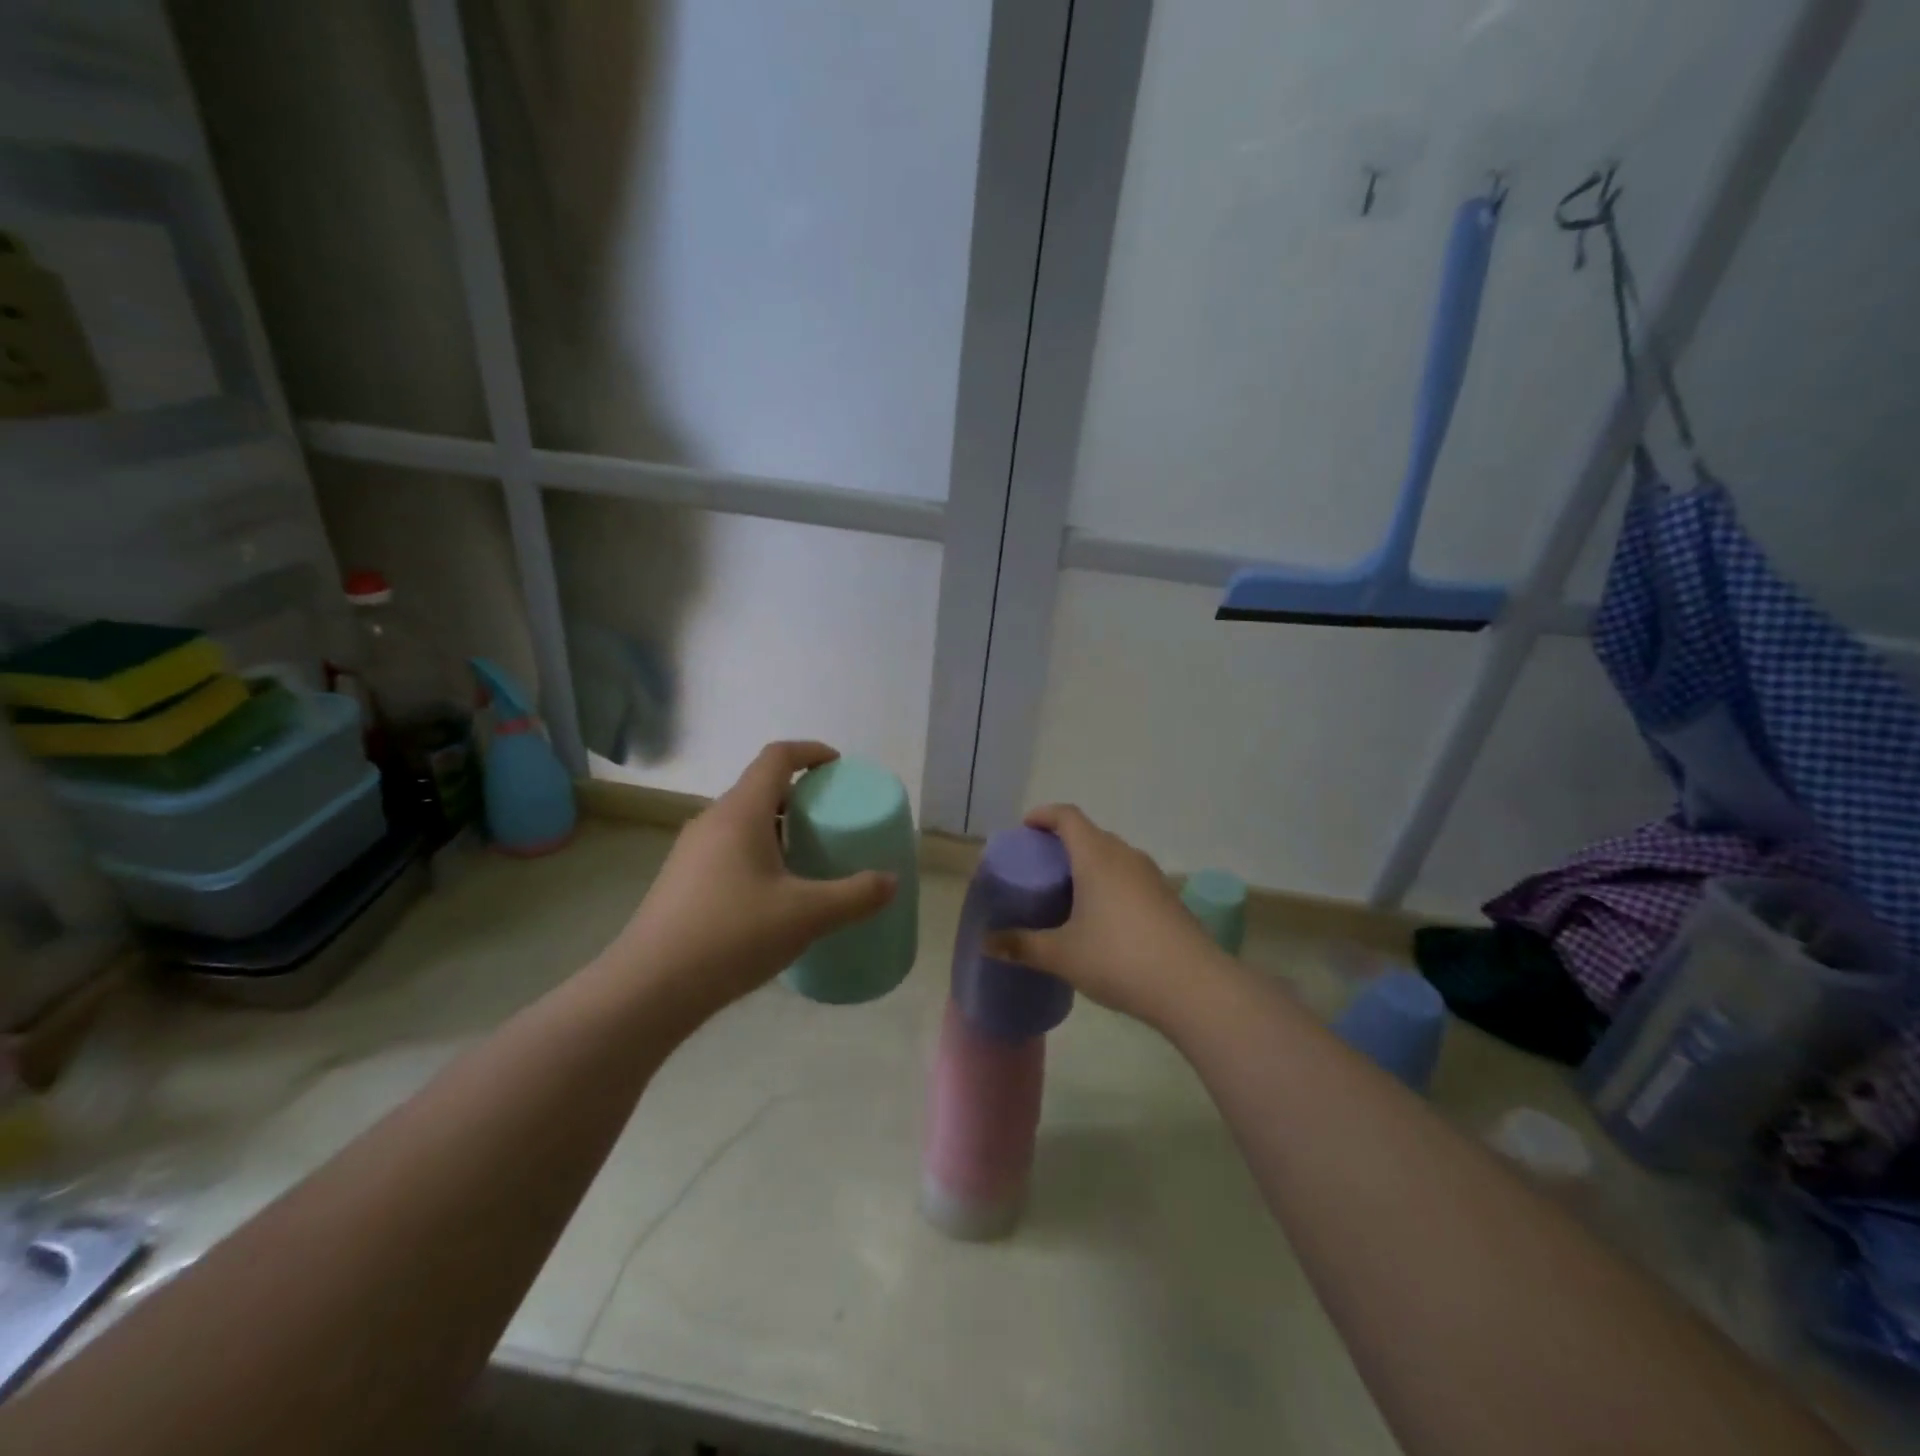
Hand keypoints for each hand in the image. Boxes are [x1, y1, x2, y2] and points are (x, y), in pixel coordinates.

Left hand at [610, 742, 896, 1019]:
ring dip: (779, 827)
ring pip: (743, 821)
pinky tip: (774, 894)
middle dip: (800, 795)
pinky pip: (729, 848)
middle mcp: (712, 821)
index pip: (776, 757)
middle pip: (760, 788)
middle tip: (832, 818)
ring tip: (809, 856)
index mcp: (741, 813)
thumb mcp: (806, 915)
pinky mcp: (681, 881)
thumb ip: (855, 896)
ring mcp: (691, 852)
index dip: (811, 752)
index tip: (838, 766)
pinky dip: (759, 852)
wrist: (649, 989)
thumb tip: (891, 881)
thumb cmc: (732, 935)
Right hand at [984, 804, 1228, 1028]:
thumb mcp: (1062, 955)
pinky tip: (1102, 917)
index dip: (1044, 815)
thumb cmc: (1119, 958)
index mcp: (1097, 856)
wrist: (1193, 986)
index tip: (1025, 827)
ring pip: (1113, 856)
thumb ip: (1021, 945)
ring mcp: (1152, 876)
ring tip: (1067, 892)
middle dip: (1063, 842)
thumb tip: (986, 942)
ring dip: (1089, 864)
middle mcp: (1125, 855)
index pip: (1067, 816)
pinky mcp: (1168, 898)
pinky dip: (1109, 883)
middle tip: (1040, 865)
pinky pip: (1130, 877)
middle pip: (1090, 834)